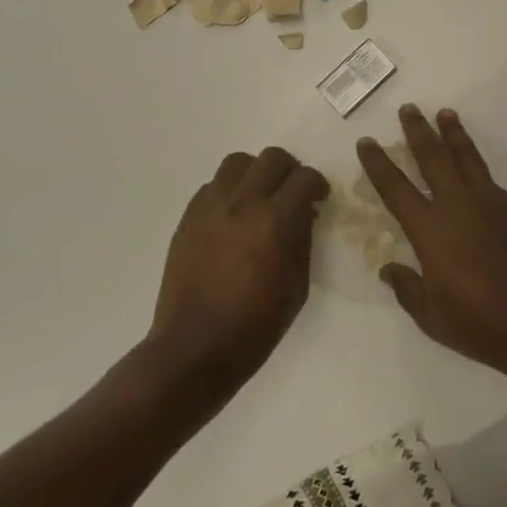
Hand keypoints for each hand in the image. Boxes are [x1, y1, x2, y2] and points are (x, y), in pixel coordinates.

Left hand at [149, 147, 329, 394]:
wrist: (194, 348)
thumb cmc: (254, 326)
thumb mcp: (297, 287)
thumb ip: (303, 241)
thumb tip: (304, 214)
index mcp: (275, 221)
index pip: (305, 178)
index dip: (318, 184)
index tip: (319, 198)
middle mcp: (243, 203)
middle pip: (272, 157)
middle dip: (290, 170)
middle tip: (293, 192)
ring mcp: (211, 207)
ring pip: (238, 162)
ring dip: (256, 172)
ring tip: (259, 196)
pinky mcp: (188, 217)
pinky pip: (212, 185)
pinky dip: (229, 190)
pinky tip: (232, 216)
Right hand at [357, 105, 506, 377]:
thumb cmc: (480, 324)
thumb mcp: (432, 317)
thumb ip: (407, 289)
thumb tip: (388, 269)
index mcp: (430, 231)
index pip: (395, 189)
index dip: (378, 164)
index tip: (366, 142)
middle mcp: (457, 205)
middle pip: (432, 157)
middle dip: (418, 131)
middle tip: (409, 108)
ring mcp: (490, 202)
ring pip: (466, 157)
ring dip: (453, 134)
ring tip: (445, 114)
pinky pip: (488, 179)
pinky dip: (476, 166)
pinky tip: (474, 168)